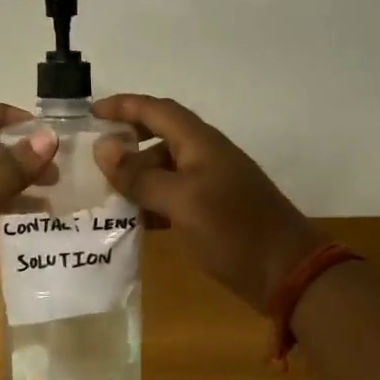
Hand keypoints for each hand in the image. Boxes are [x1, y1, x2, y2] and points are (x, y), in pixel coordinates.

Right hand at [92, 95, 320, 311]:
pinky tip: (131, 219)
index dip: (123, 106)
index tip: (90, 112)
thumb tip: (103, 147)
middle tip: (93, 157)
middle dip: (126, 142)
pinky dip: (150, 201)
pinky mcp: (213, 210)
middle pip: (159, 136)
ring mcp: (211, 184)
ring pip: (164, 168)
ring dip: (136, 175)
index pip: (156, 110)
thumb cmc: (234, 230)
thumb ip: (140, 175)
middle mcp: (205, 156)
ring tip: (104, 192)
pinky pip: (173, 195)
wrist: (289, 273)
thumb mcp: (181, 201)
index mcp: (200, 143)